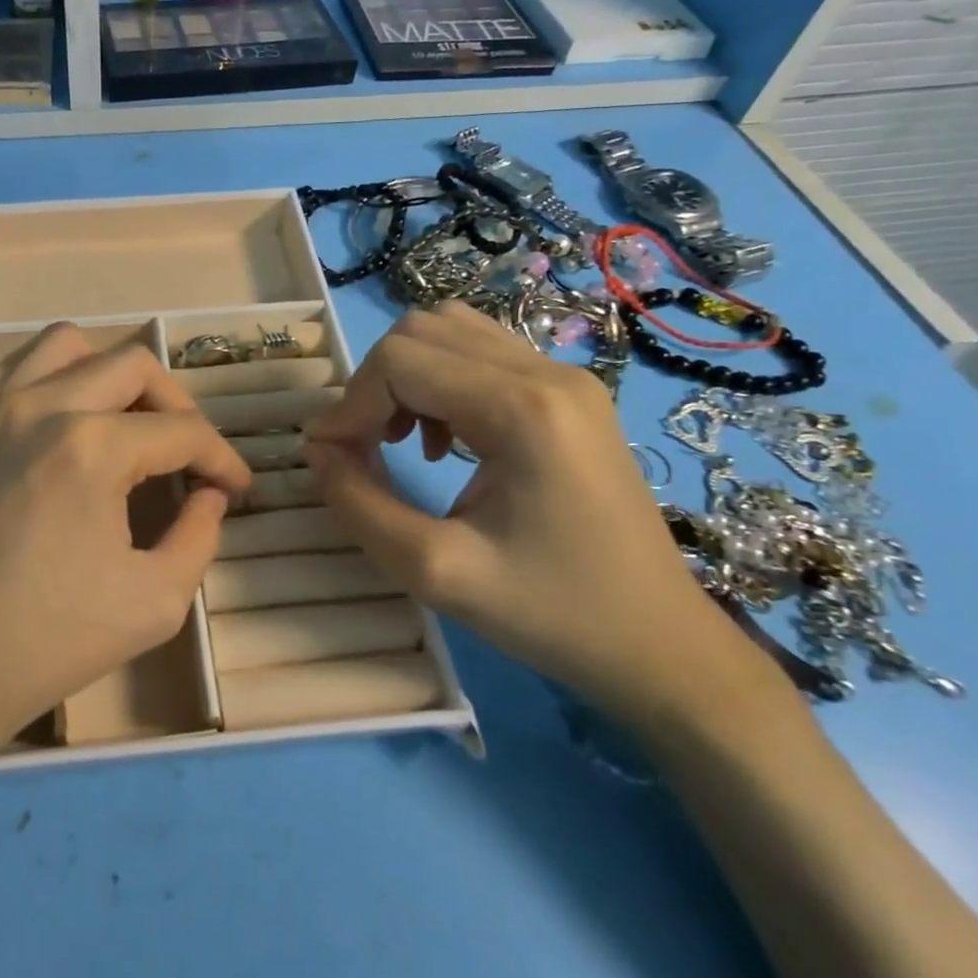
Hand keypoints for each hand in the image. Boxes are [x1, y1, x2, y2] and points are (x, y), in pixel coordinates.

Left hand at [0, 325, 250, 789]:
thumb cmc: (45, 645)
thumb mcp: (154, 604)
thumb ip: (199, 537)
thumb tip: (208, 495)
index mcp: (92, 447)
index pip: (183, 430)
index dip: (223, 458)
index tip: (237, 488)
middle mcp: (40, 408)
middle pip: (133, 365)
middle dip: (177, 405)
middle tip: (187, 453)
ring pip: (65, 345)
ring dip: (109, 375)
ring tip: (123, 424)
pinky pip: (17, 378)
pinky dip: (56, 389)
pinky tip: (62, 443)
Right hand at [306, 301, 778, 733]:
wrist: (660, 646)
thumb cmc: (551, 614)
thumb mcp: (435, 571)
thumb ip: (358, 504)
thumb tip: (317, 451)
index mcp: (523, 409)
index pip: (401, 361)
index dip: (350, 404)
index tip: (329, 458)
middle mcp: (547, 373)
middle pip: (421, 331)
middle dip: (373, 385)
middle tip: (363, 447)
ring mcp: (565, 377)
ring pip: (450, 331)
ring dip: (405, 377)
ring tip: (399, 438)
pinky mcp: (568, 393)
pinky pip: (480, 353)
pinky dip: (438, 381)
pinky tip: (442, 440)